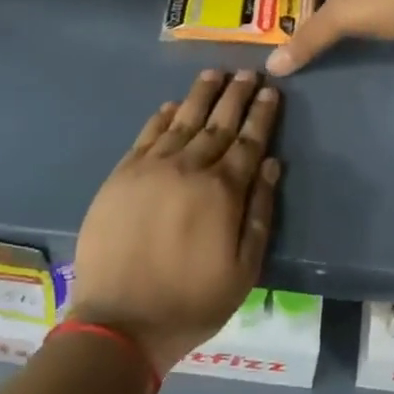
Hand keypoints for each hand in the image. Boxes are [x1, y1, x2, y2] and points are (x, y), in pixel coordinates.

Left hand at [69, 70, 282, 374]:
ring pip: (181, 121)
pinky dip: (161, 117)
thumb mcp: (243, 269)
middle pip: (217, 123)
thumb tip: (273, 165)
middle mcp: (188, 169)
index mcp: (222, 192)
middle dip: (235, 96)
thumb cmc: (191, 301)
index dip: (262, 115)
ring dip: (200, 95)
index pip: (248, 142)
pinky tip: (171, 105)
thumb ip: (260, 213)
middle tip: (248, 72)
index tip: (271, 91)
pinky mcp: (121, 176)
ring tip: (214, 73)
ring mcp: (150, 169)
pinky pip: (146, 136)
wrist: (120, 321)